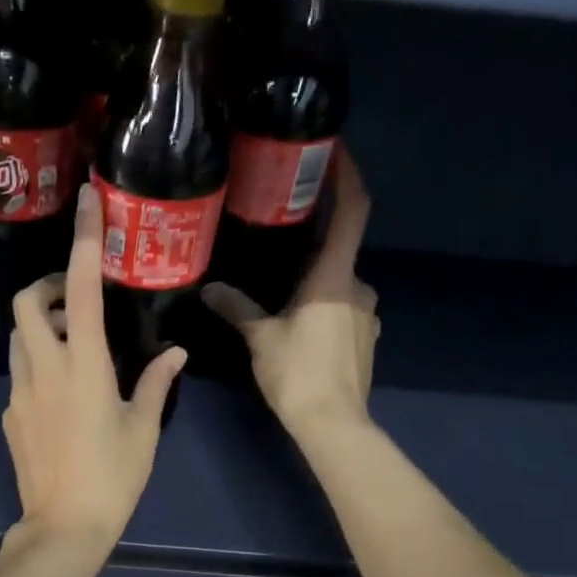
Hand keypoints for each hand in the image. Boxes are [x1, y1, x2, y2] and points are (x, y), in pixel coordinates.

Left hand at [2, 184, 185, 550]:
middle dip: (47, 286)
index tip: (87, 203)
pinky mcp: (10, 415)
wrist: (64, 527)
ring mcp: (20, 392)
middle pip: (27, 301)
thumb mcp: (144, 429)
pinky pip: (20, 374)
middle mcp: (44, 369)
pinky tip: (62, 397)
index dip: (84, 241)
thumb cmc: (114, 477)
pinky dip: (38, 365)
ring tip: (73, 346)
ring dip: (41, 326)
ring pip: (19, 337)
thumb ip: (157, 383)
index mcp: (84, 366)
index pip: (79, 289)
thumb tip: (176, 352)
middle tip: (75, 299)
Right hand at [203, 144, 378, 439]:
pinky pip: (342, 311)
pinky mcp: (365, 340)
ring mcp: (367, 316)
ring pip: (339, 285)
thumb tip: (209, 289)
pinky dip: (323, 308)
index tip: (335, 151)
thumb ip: (237, 309)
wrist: (333, 424)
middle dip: (313, 244)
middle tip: (279, 238)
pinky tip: (298, 327)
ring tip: (280, 291)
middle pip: (339, 252)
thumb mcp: (261, 338)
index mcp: (335, 276)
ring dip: (314, 283)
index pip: (352, 211)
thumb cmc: (298, 373)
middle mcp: (359, 287)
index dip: (348, 177)